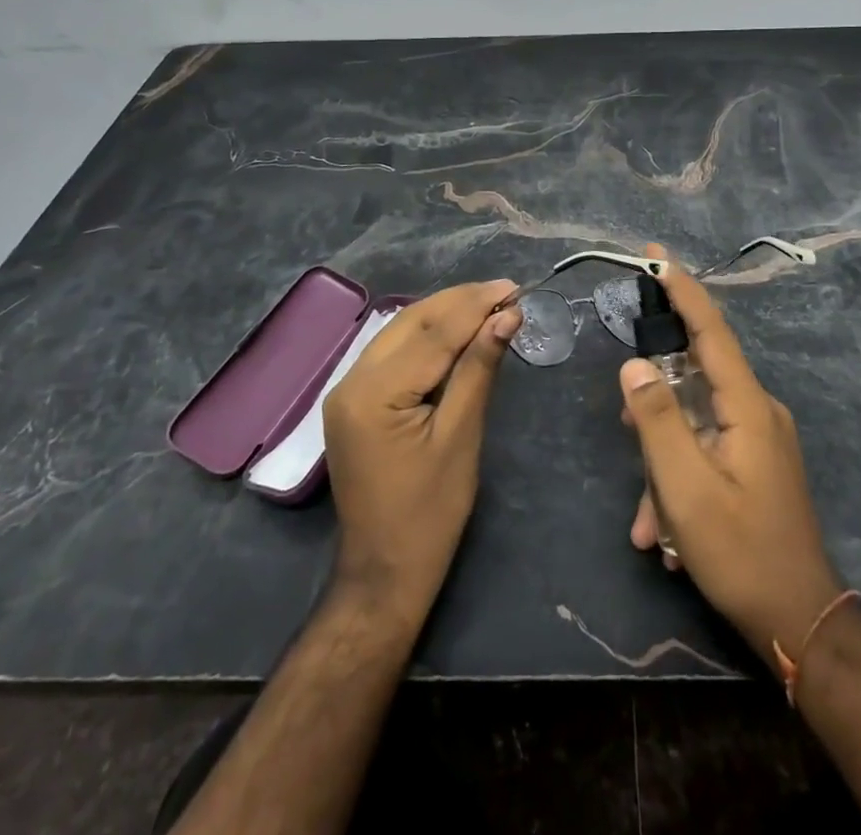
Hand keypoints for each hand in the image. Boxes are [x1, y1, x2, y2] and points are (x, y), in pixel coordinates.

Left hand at [322, 280, 521, 627]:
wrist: (384, 572)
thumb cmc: (430, 513)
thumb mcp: (461, 437)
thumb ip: (479, 369)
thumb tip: (506, 317)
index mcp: (373, 394)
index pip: (432, 333)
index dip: (475, 306)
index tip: (513, 288)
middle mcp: (350, 381)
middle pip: (411, 322)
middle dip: (459, 302)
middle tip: (505, 291)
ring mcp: (347, 390)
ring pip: (399, 332)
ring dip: (443, 314)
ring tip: (488, 303)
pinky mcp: (353, 401)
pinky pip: (392, 353)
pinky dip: (427, 337)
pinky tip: (456, 331)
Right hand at [621, 243, 843, 662]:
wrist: (800, 623)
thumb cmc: (740, 551)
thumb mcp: (686, 487)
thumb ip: (656, 418)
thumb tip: (633, 363)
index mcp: (748, 405)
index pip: (711, 330)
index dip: (682, 289)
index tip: (656, 255)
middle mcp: (759, 411)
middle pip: (696, 379)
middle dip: (655, 407)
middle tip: (627, 431)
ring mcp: (760, 439)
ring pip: (695, 425)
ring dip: (664, 464)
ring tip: (649, 521)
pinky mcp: (756, 464)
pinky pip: (706, 451)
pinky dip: (680, 481)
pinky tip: (664, 534)